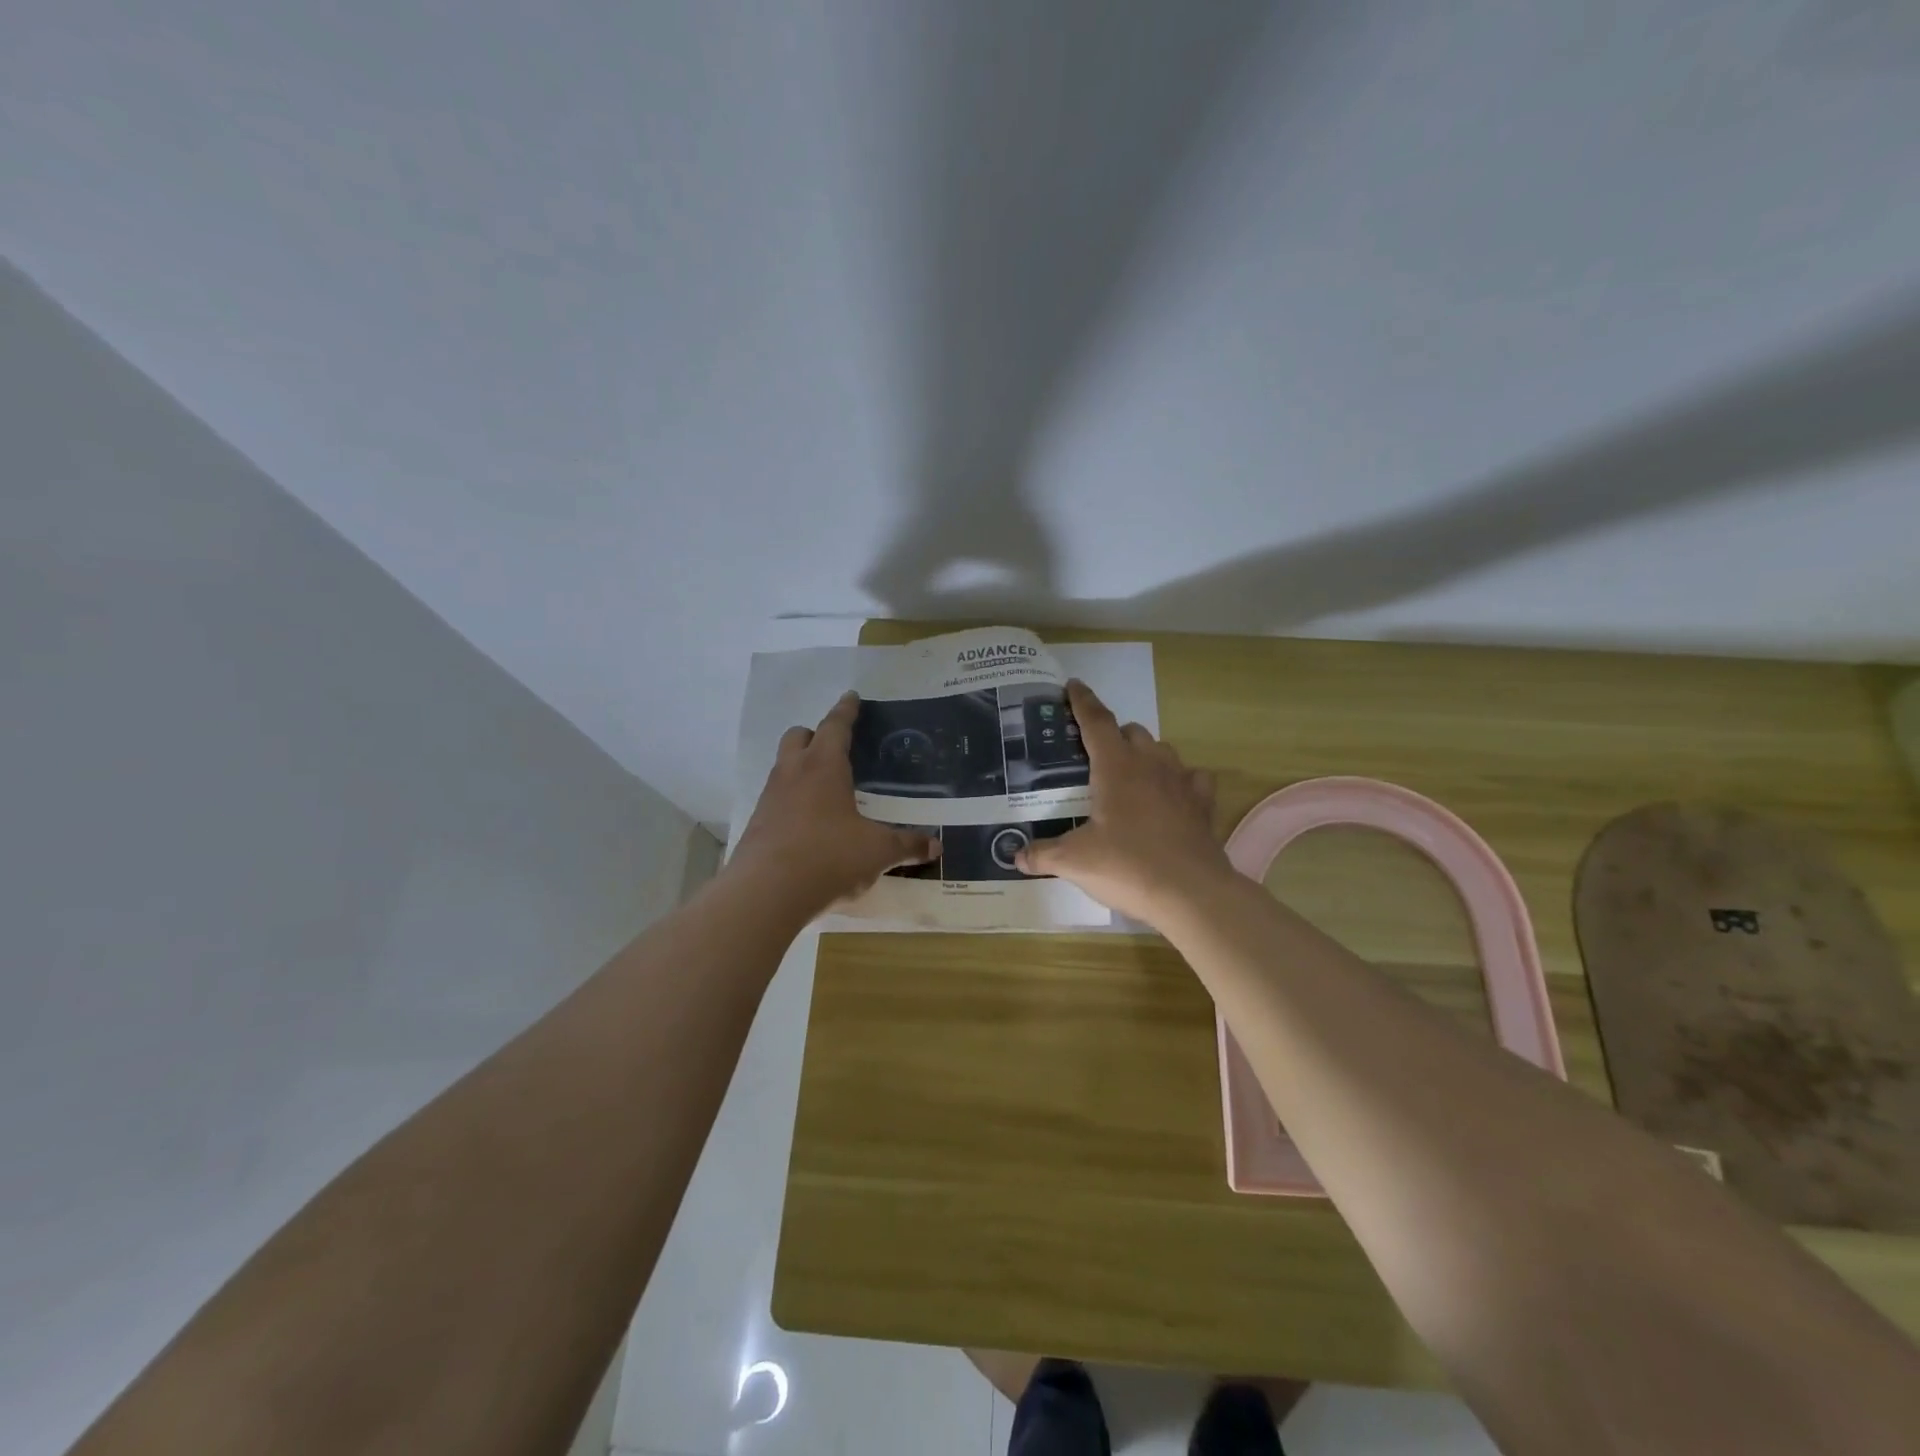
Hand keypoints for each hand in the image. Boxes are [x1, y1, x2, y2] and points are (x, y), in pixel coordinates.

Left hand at [727, 692, 938, 916]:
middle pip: (798, 736)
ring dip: (801, 766)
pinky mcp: (757, 824)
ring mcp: (770, 798)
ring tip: (824, 786)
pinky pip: (776, 798)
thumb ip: (907, 846)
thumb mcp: (877, 852)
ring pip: (783, 765)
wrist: (766, 893)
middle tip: (835, 745)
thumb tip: (936, 847)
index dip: (846, 711)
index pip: (836, 727)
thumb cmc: (829, 857)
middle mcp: (793, 773)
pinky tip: (808, 822)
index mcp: (824, 767)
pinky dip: (791, 799)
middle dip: (816, 734)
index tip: (851, 696)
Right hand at [1015, 681, 1235, 925]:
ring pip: (1162, 750)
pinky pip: (1192, 778)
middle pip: (1131, 731)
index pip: (1096, 722)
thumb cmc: (1127, 866)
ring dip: (1144, 752)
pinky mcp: (1203, 805)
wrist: (1191, 893)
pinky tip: (1171, 795)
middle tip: (1094, 753)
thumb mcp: (1075, 861)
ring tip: (1129, 772)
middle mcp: (1150, 764)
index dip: (1082, 702)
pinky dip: (1179, 780)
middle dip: (1112, 733)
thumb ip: (1043, 854)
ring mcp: (1181, 782)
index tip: (1073, 685)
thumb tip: (1015, 856)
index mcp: (1116, 767)